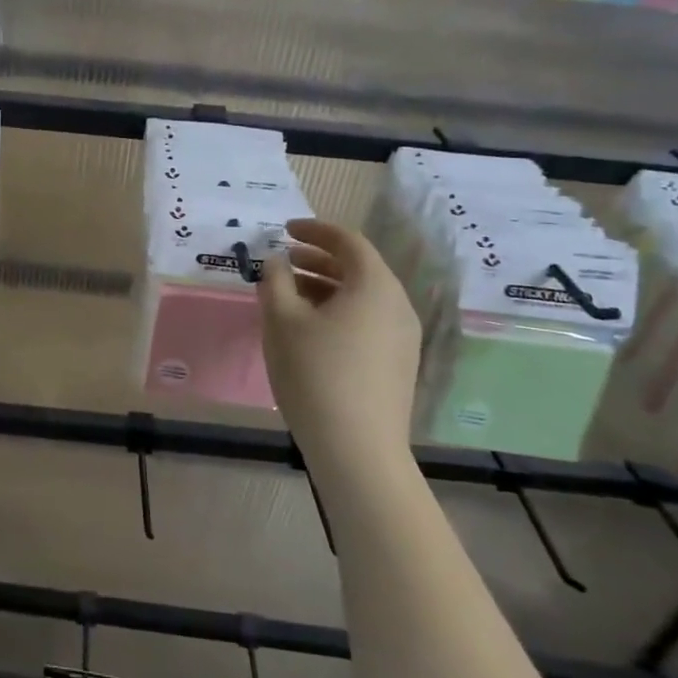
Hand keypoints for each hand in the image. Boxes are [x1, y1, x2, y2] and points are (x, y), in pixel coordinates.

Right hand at [260, 219, 422, 478]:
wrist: (357, 449)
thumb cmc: (315, 372)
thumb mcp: (281, 319)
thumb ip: (275, 280)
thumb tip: (278, 261)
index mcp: (374, 286)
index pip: (348, 241)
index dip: (315, 230)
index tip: (285, 229)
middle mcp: (397, 305)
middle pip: (358, 268)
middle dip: (318, 259)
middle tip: (284, 260)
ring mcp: (403, 338)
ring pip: (362, 296)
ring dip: (325, 286)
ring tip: (289, 295)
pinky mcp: (398, 364)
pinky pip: (367, 320)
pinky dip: (339, 311)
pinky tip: (310, 330)